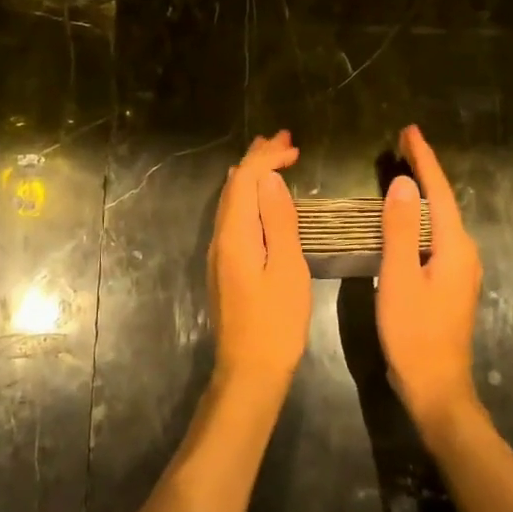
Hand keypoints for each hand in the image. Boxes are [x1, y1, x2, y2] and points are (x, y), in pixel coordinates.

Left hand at [208, 131, 310, 389]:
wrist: (249, 371)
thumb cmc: (276, 322)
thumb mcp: (287, 268)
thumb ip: (279, 221)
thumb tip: (270, 178)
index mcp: (235, 234)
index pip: (245, 180)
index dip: (266, 157)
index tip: (293, 145)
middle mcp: (220, 237)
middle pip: (234, 186)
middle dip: (257, 159)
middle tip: (283, 140)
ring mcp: (219, 252)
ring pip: (232, 201)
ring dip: (252, 176)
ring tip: (272, 157)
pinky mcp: (225, 265)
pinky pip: (234, 216)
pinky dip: (249, 197)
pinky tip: (258, 198)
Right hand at [378, 125, 483, 436]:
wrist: (436, 387)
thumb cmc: (414, 333)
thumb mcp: (399, 279)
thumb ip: (399, 231)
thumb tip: (398, 184)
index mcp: (454, 247)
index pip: (437, 192)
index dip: (424, 160)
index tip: (409, 131)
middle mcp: (463, 252)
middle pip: (442, 201)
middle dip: (424, 169)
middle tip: (402, 142)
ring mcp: (459, 269)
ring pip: (439, 218)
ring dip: (422, 192)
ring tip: (402, 168)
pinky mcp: (449, 282)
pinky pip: (434, 235)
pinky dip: (419, 216)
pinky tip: (404, 216)